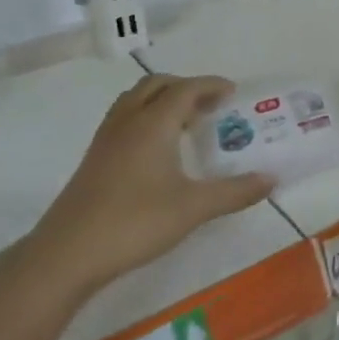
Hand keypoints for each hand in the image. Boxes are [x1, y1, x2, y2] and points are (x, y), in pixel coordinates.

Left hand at [21, 73, 275, 298]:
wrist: (67, 254)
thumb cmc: (135, 222)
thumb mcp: (194, 208)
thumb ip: (235, 191)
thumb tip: (271, 179)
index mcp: (152, 125)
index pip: (185, 89)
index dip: (210, 85)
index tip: (233, 92)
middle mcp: (127, 123)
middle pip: (156, 85)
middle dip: (186, 87)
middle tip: (211, 105)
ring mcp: (106, 141)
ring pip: (135, 101)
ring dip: (163, 100)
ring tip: (187, 122)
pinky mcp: (95, 160)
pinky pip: (124, 120)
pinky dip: (146, 118)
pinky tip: (159, 149)